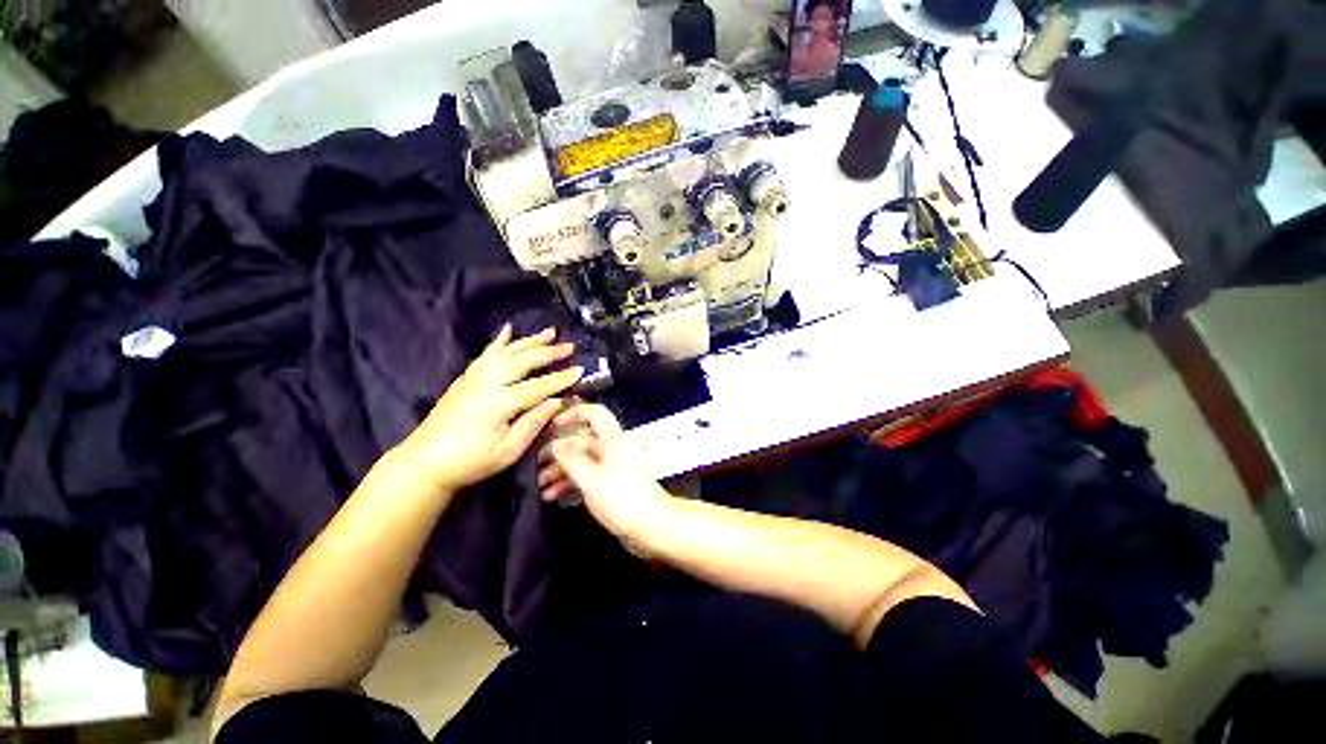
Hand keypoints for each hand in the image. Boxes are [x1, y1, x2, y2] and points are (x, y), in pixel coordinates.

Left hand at [402, 325, 582, 492]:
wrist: (424, 462)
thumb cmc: (470, 462)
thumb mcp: (507, 451)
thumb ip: (533, 424)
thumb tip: (557, 402)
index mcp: (499, 403)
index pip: (538, 386)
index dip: (561, 378)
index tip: (580, 370)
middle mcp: (487, 383)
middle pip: (523, 361)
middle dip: (549, 352)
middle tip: (570, 346)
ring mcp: (474, 377)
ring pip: (507, 351)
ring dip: (530, 340)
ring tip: (550, 332)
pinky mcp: (466, 377)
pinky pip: (487, 353)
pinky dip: (500, 340)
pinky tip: (508, 330)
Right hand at [537, 403, 671, 545]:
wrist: (652, 526)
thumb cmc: (622, 499)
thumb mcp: (591, 479)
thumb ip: (571, 460)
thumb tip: (554, 444)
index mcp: (612, 440)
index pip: (595, 413)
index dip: (574, 413)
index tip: (552, 425)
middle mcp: (612, 449)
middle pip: (582, 441)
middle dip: (559, 451)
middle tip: (535, 464)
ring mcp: (611, 467)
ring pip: (582, 461)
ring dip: (561, 470)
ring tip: (539, 486)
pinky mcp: (611, 485)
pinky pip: (587, 477)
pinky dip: (570, 483)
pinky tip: (553, 496)